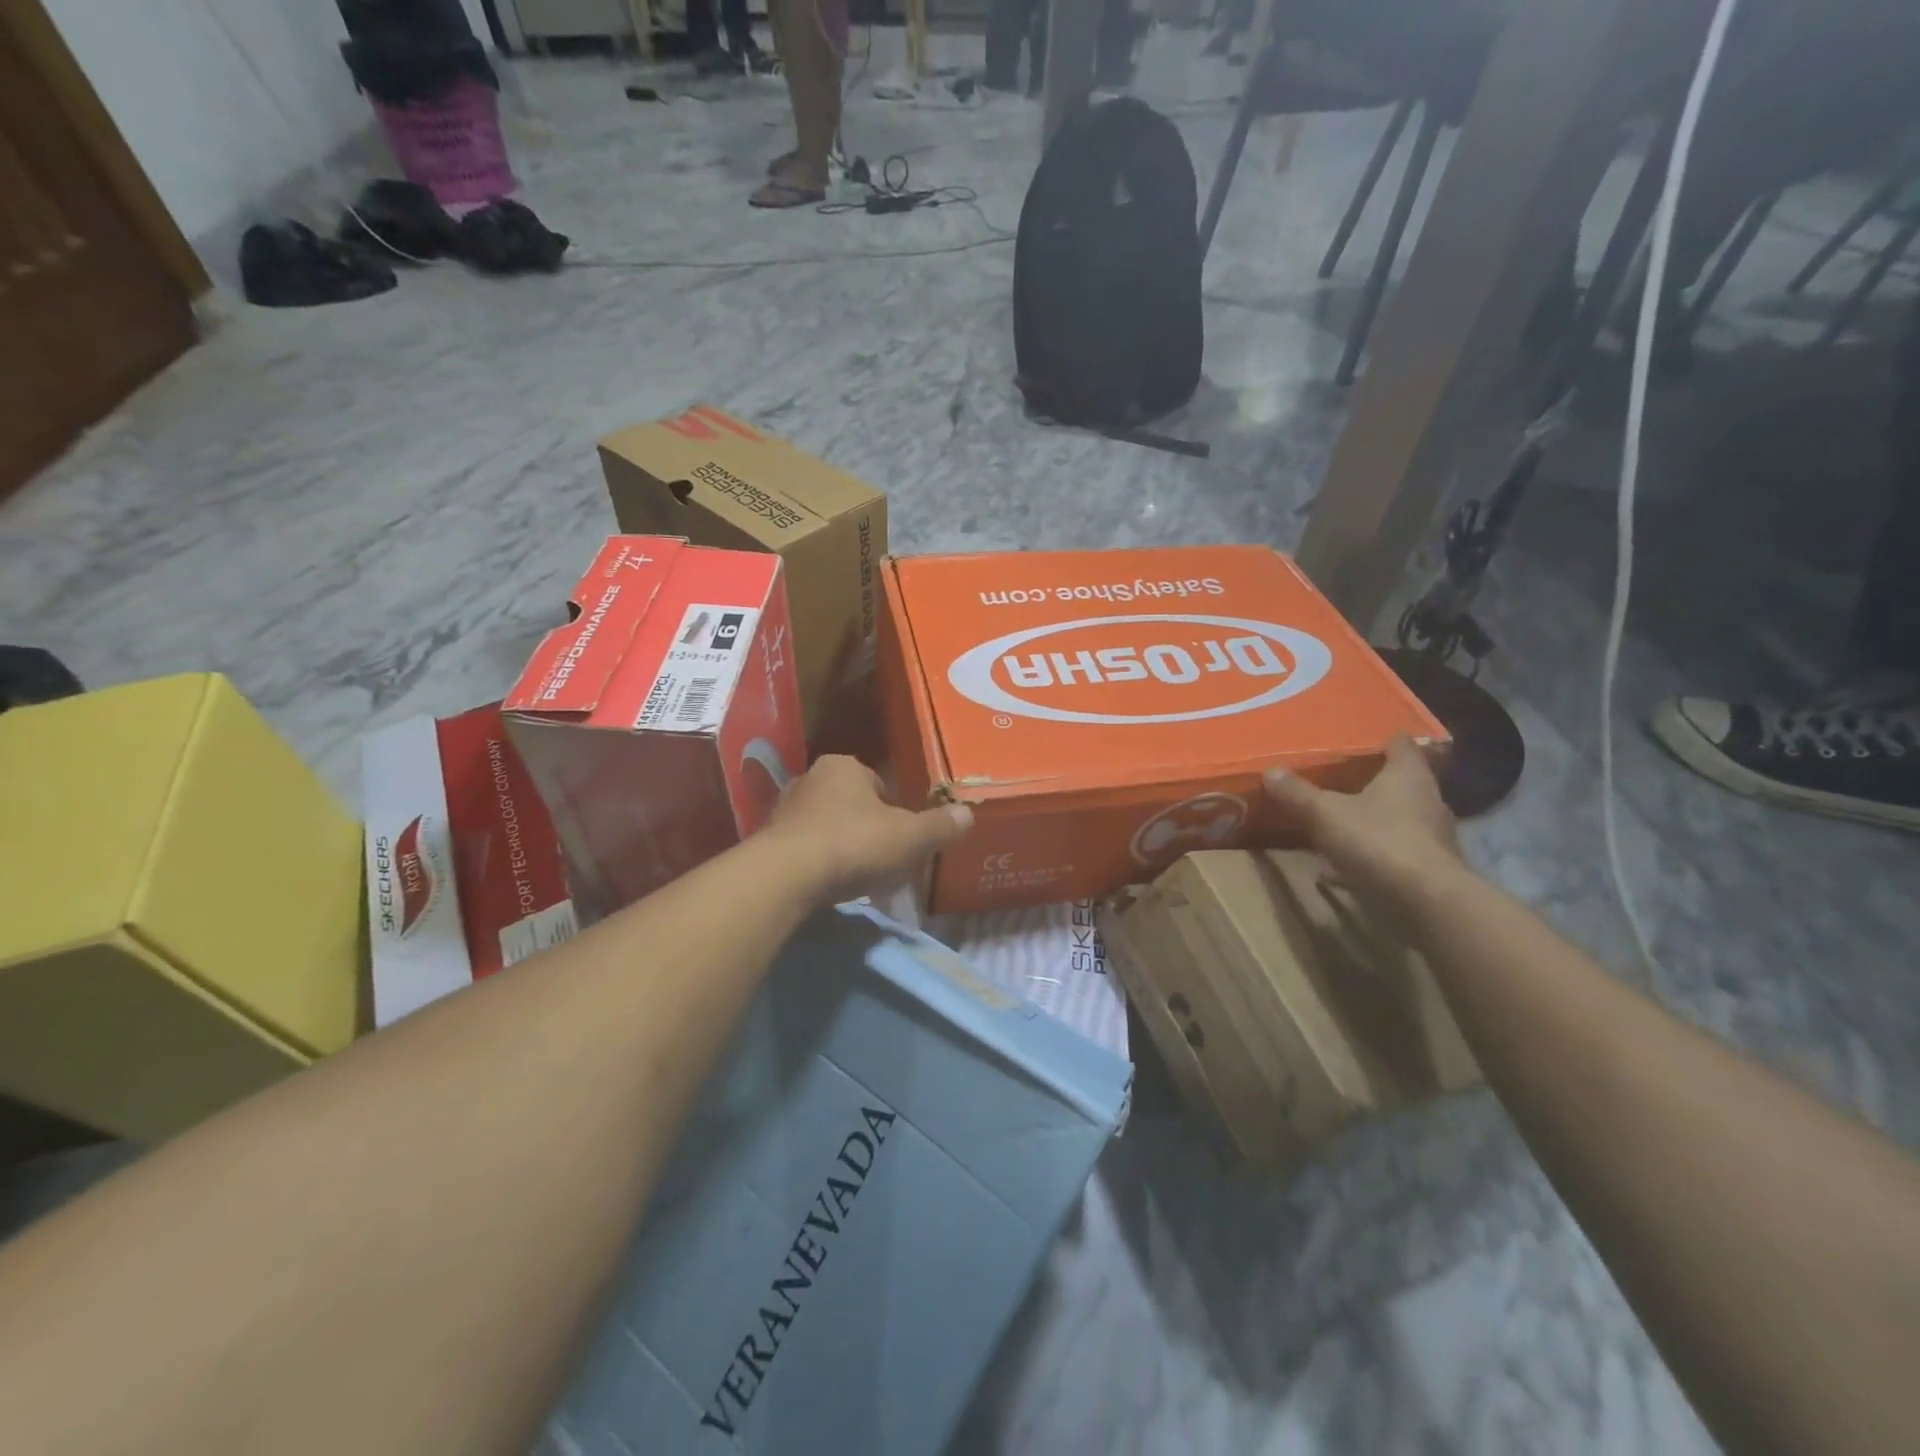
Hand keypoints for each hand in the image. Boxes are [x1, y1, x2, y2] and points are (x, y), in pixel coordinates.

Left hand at [764, 755, 972, 904]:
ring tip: (857, 876)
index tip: (903, 837)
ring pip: (825, 826)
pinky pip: (804, 849)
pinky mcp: (767, 841)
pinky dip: (818, 864)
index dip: (894, 810)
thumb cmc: (854, 843)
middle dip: (866, 828)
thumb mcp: (909, 837)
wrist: (786, 876)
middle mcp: (810, 778)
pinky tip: (829, 886)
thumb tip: (967, 814)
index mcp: (844, 766)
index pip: (878, 783)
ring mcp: (783, 809)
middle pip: (850, 804)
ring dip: (841, 846)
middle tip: (883, 858)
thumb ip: (939, 826)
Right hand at [1264, 737, 1467, 913]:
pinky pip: (1391, 854)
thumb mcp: (1325, 814)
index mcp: (1407, 775)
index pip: (1401, 745)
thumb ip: (1299, 793)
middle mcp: (1426, 800)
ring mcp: (1430, 837)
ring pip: (1396, 820)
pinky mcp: (1427, 869)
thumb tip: (1271, 771)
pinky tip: (1336, 869)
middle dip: (1371, 783)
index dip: (1381, 741)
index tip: (1360, 741)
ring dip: (1369, 821)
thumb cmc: (1379, 840)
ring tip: (1335, 824)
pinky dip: (1367, 857)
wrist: (1427, 901)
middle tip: (1338, 781)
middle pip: (1400, 783)